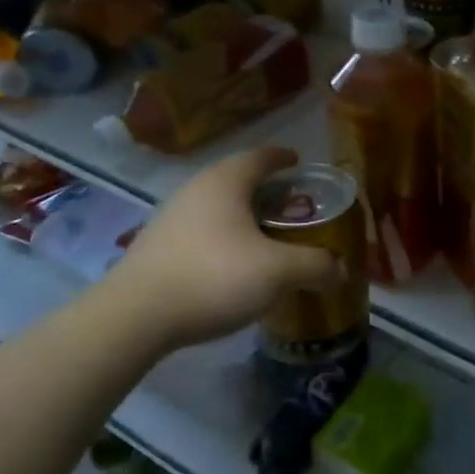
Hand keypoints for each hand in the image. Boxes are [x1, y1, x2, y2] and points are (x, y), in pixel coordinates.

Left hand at [94, 147, 336, 355]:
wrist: (135, 317)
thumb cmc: (214, 276)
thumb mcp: (278, 272)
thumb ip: (315, 266)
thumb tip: (339, 271)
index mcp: (226, 182)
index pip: (260, 157)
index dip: (283, 158)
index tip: (299, 163)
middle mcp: (196, 190)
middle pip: (238, 180)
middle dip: (267, 190)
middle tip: (292, 207)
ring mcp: (170, 217)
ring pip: (217, 207)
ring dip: (244, 216)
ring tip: (267, 237)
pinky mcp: (156, 247)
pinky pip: (201, 231)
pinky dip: (223, 238)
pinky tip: (234, 264)